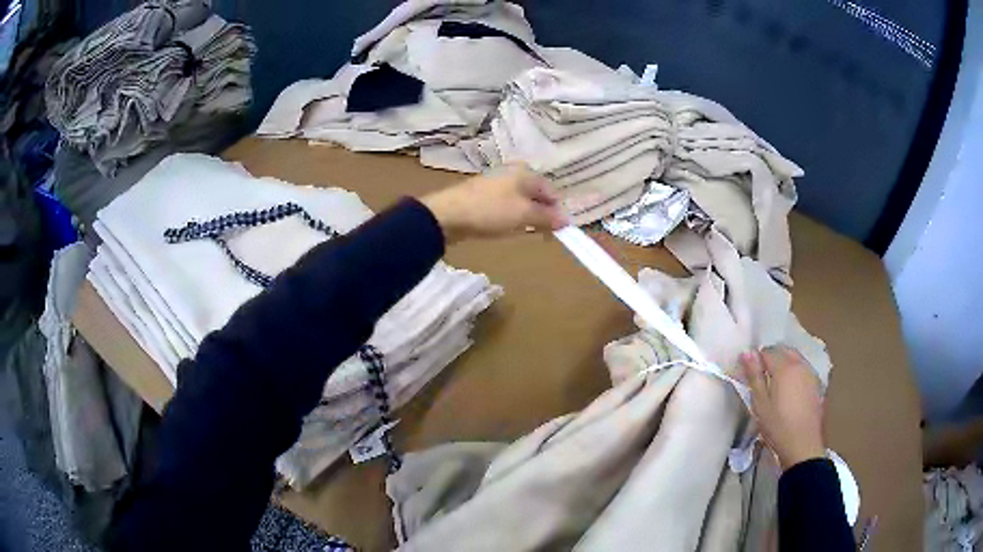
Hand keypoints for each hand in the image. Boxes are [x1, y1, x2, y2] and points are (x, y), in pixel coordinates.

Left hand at [420, 164, 568, 243]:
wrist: (447, 215)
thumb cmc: (490, 211)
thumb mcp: (523, 214)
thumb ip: (547, 217)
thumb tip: (567, 220)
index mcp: (525, 172)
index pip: (551, 192)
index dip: (557, 212)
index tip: (557, 232)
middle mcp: (513, 173)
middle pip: (536, 196)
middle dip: (542, 215)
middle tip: (541, 235)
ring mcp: (496, 184)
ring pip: (521, 202)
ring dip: (526, 218)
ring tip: (522, 232)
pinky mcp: (484, 196)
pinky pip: (506, 206)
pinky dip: (510, 217)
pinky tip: (505, 228)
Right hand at [740, 345, 825, 470]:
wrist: (803, 445)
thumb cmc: (777, 426)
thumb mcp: (760, 403)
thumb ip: (754, 376)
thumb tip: (746, 352)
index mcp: (784, 367)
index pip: (767, 352)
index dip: (756, 360)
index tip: (750, 374)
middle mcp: (800, 365)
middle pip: (784, 350)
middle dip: (772, 357)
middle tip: (762, 377)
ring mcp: (811, 373)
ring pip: (795, 358)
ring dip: (784, 363)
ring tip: (775, 383)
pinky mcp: (817, 384)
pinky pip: (803, 368)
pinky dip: (795, 371)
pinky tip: (790, 389)